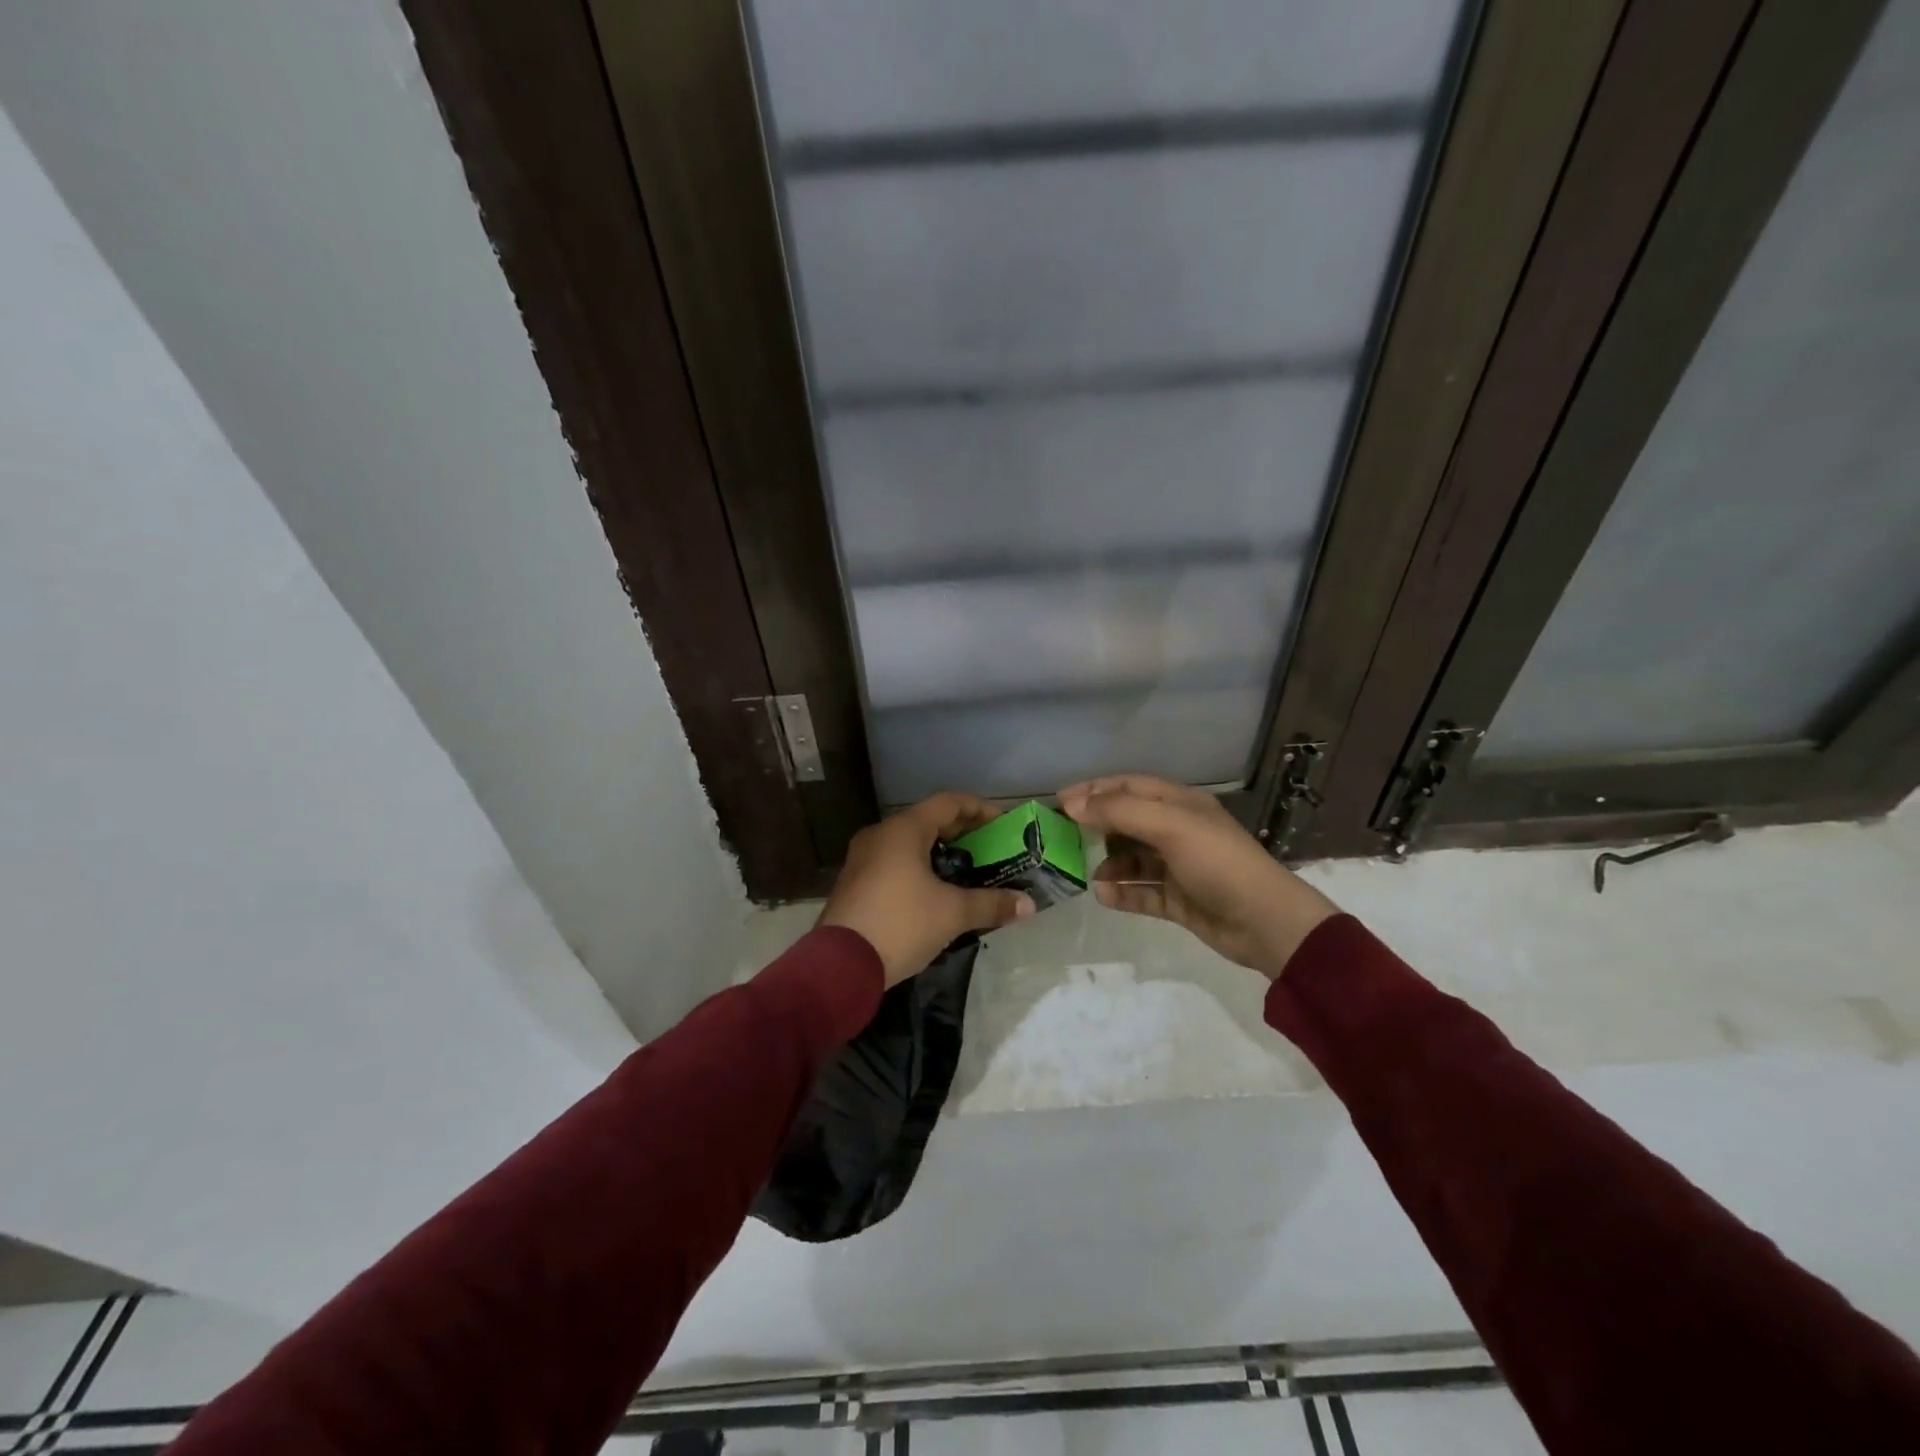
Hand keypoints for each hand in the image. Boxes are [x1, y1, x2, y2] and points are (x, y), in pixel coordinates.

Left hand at [819, 792, 1035, 985]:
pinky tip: (936, 893)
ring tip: (968, 872)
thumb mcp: (952, 913)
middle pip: (928, 821)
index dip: (979, 808)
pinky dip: (919, 869)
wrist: (839, 967)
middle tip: (991, 849)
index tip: (1003, 823)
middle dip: (962, 833)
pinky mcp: (855, 883)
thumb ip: (992, 904)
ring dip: (940, 853)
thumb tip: (1029, 905)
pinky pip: (894, 863)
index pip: (948, 802)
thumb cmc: (900, 924)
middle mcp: (880, 835)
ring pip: (909, 844)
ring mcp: (863, 859)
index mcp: (903, 830)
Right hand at [1057, 774, 1339, 978]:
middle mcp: (1178, 831)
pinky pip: (1142, 892)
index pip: (1129, 786)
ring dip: (1108, 864)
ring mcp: (1179, 867)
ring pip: (1132, 859)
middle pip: (1128, 821)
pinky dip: (1122, 893)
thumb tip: (1072, 804)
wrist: (1265, 921)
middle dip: (1096, 827)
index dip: (1094, 789)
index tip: (1059, 801)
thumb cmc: (1217, 862)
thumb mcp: (1169, 826)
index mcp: (1180, 804)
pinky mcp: (1179, 900)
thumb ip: (1119, 811)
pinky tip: (1104, 896)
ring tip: (1086, 874)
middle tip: (1062, 838)